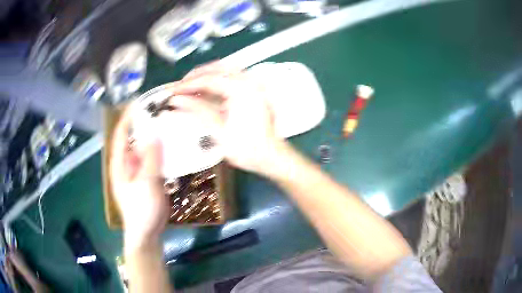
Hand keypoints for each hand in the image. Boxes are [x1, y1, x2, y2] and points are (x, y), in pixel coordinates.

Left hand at [110, 108, 166, 250]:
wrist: (147, 233)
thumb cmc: (141, 210)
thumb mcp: (146, 184)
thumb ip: (150, 159)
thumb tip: (155, 135)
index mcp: (120, 163)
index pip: (121, 133)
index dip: (129, 116)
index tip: (142, 101)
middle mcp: (127, 162)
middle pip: (134, 137)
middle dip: (144, 123)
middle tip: (160, 109)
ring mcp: (138, 169)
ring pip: (145, 147)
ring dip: (154, 135)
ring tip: (168, 121)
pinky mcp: (148, 176)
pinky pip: (154, 158)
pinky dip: (161, 149)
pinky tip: (173, 143)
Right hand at [167, 62, 284, 175]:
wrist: (271, 157)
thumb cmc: (247, 149)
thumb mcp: (219, 131)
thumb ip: (197, 112)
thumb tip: (176, 102)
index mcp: (242, 90)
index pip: (209, 80)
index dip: (188, 85)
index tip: (173, 91)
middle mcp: (250, 82)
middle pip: (218, 68)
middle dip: (197, 76)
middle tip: (180, 87)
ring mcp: (254, 85)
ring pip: (226, 71)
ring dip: (207, 76)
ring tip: (190, 88)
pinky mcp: (254, 91)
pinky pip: (232, 79)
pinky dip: (217, 82)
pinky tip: (206, 92)